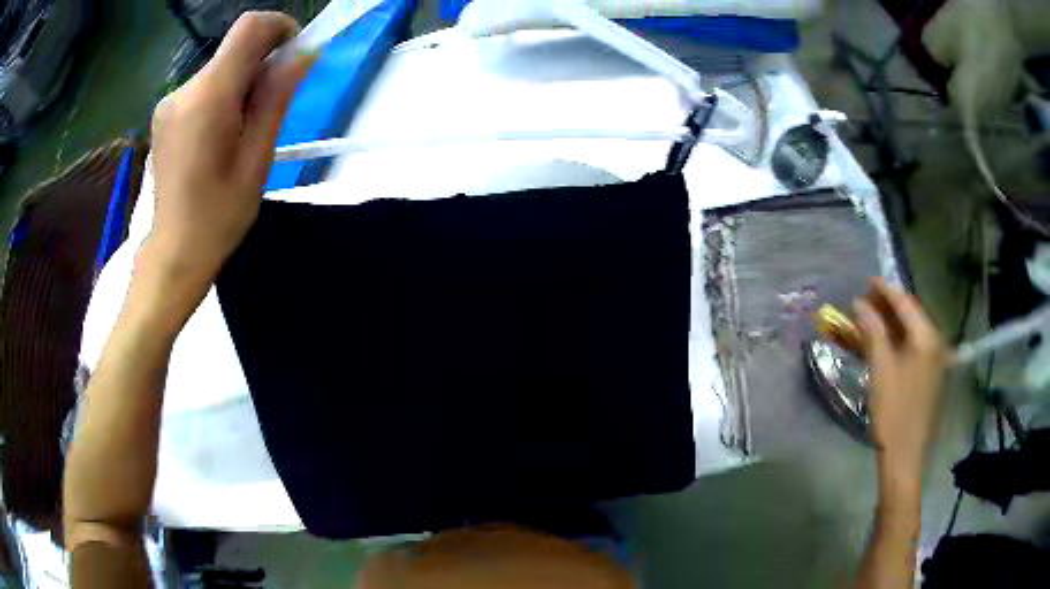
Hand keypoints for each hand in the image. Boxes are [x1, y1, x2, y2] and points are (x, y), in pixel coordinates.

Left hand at [142, 12, 311, 313]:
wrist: (174, 252)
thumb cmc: (220, 214)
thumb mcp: (258, 156)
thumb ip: (277, 96)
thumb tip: (302, 53)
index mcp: (209, 96)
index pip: (249, 28)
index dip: (279, 29)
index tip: (292, 57)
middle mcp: (183, 89)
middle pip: (234, 50)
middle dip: (260, 67)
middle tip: (267, 113)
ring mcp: (169, 102)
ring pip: (219, 70)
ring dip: (240, 86)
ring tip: (240, 134)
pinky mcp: (164, 115)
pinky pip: (203, 88)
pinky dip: (221, 97)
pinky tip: (219, 138)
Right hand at [854, 278, 948, 494]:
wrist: (905, 457)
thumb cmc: (894, 413)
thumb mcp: (881, 370)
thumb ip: (872, 332)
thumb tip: (859, 303)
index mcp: (927, 338)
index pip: (905, 302)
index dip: (885, 290)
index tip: (866, 280)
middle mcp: (935, 343)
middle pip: (910, 315)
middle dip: (887, 306)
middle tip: (863, 301)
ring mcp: (935, 360)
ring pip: (911, 332)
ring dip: (890, 324)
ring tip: (869, 319)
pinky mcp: (930, 376)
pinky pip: (913, 348)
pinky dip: (897, 342)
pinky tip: (882, 343)